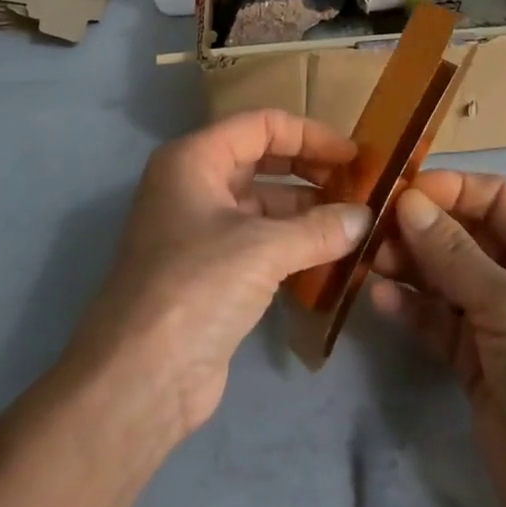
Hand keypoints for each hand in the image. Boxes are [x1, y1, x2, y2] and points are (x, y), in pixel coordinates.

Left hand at [66, 109, 372, 442]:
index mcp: (194, 158)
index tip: (353, 155)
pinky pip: (258, 240)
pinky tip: (329, 254)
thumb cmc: (196, 287)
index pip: (261, 125)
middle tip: (357, 185)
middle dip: (309, 169)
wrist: (138, 381)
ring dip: (305, 210)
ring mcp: (198, 229)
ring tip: (352, 221)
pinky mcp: (208, 271)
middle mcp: (193, 184)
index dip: (310, 135)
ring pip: (261, 203)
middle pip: (261, 159)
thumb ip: (319, 229)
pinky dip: (292, 242)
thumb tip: (366, 218)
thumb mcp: (262, 249)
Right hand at [370, 173, 505, 506]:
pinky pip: (438, 320)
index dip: (452, 189)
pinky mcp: (476, 361)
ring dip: (410, 264)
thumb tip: (407, 201)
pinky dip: (411, 307)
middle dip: (423, 228)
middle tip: (373, 226)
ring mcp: (499, 322)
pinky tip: (380, 298)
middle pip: (466, 235)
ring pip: (446, 276)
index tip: (403, 189)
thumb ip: (454, 255)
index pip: (498, 199)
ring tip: (369, 258)